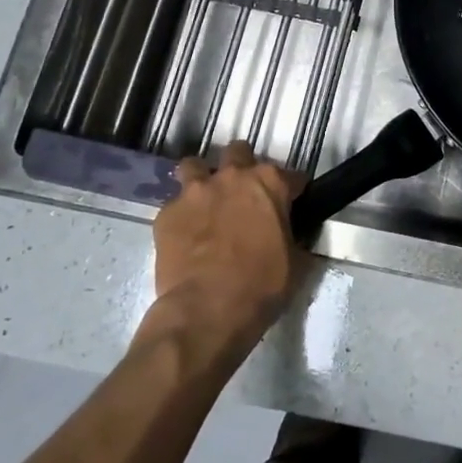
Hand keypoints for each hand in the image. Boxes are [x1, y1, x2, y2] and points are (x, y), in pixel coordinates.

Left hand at [153, 142, 302, 352]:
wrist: (207, 309)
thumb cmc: (261, 285)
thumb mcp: (294, 261)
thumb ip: (293, 236)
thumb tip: (291, 236)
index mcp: (270, 183)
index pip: (291, 175)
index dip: (292, 190)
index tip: (291, 203)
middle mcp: (233, 176)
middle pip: (238, 152)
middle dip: (242, 166)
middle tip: (243, 193)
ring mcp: (196, 191)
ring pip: (194, 166)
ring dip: (201, 179)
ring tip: (204, 201)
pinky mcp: (167, 213)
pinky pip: (174, 205)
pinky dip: (180, 216)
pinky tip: (183, 235)